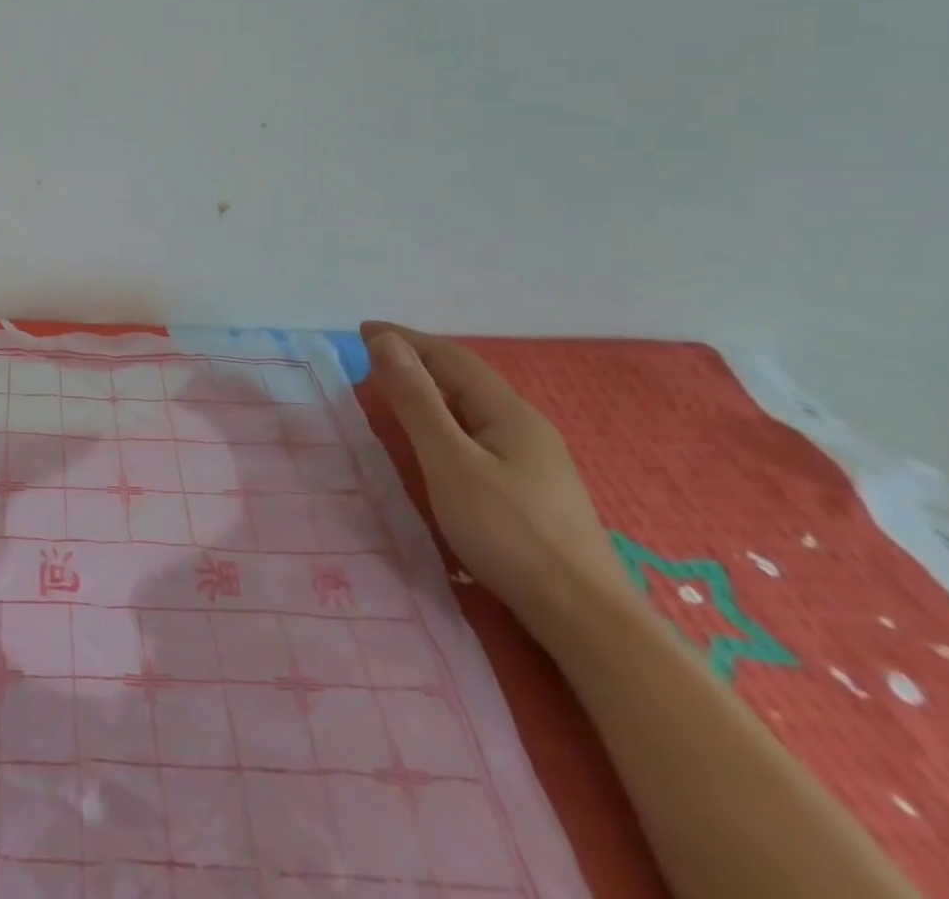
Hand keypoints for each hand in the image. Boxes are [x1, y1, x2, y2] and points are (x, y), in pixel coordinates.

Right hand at [361, 321, 636, 638]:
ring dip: (432, 390)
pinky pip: (480, 433)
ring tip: (396, 391)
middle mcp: (526, 426)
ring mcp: (535, 459)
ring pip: (474, 408)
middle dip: (418, 360)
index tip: (362, 330)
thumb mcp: (450, 462)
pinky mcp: (533, 489)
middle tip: (372, 358)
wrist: (586, 619)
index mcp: (508, 412)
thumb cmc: (509, 534)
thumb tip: (386, 341)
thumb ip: (416, 401)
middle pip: (466, 379)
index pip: (451, 357)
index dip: (406, 339)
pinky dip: (446, 419)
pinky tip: (438, 442)